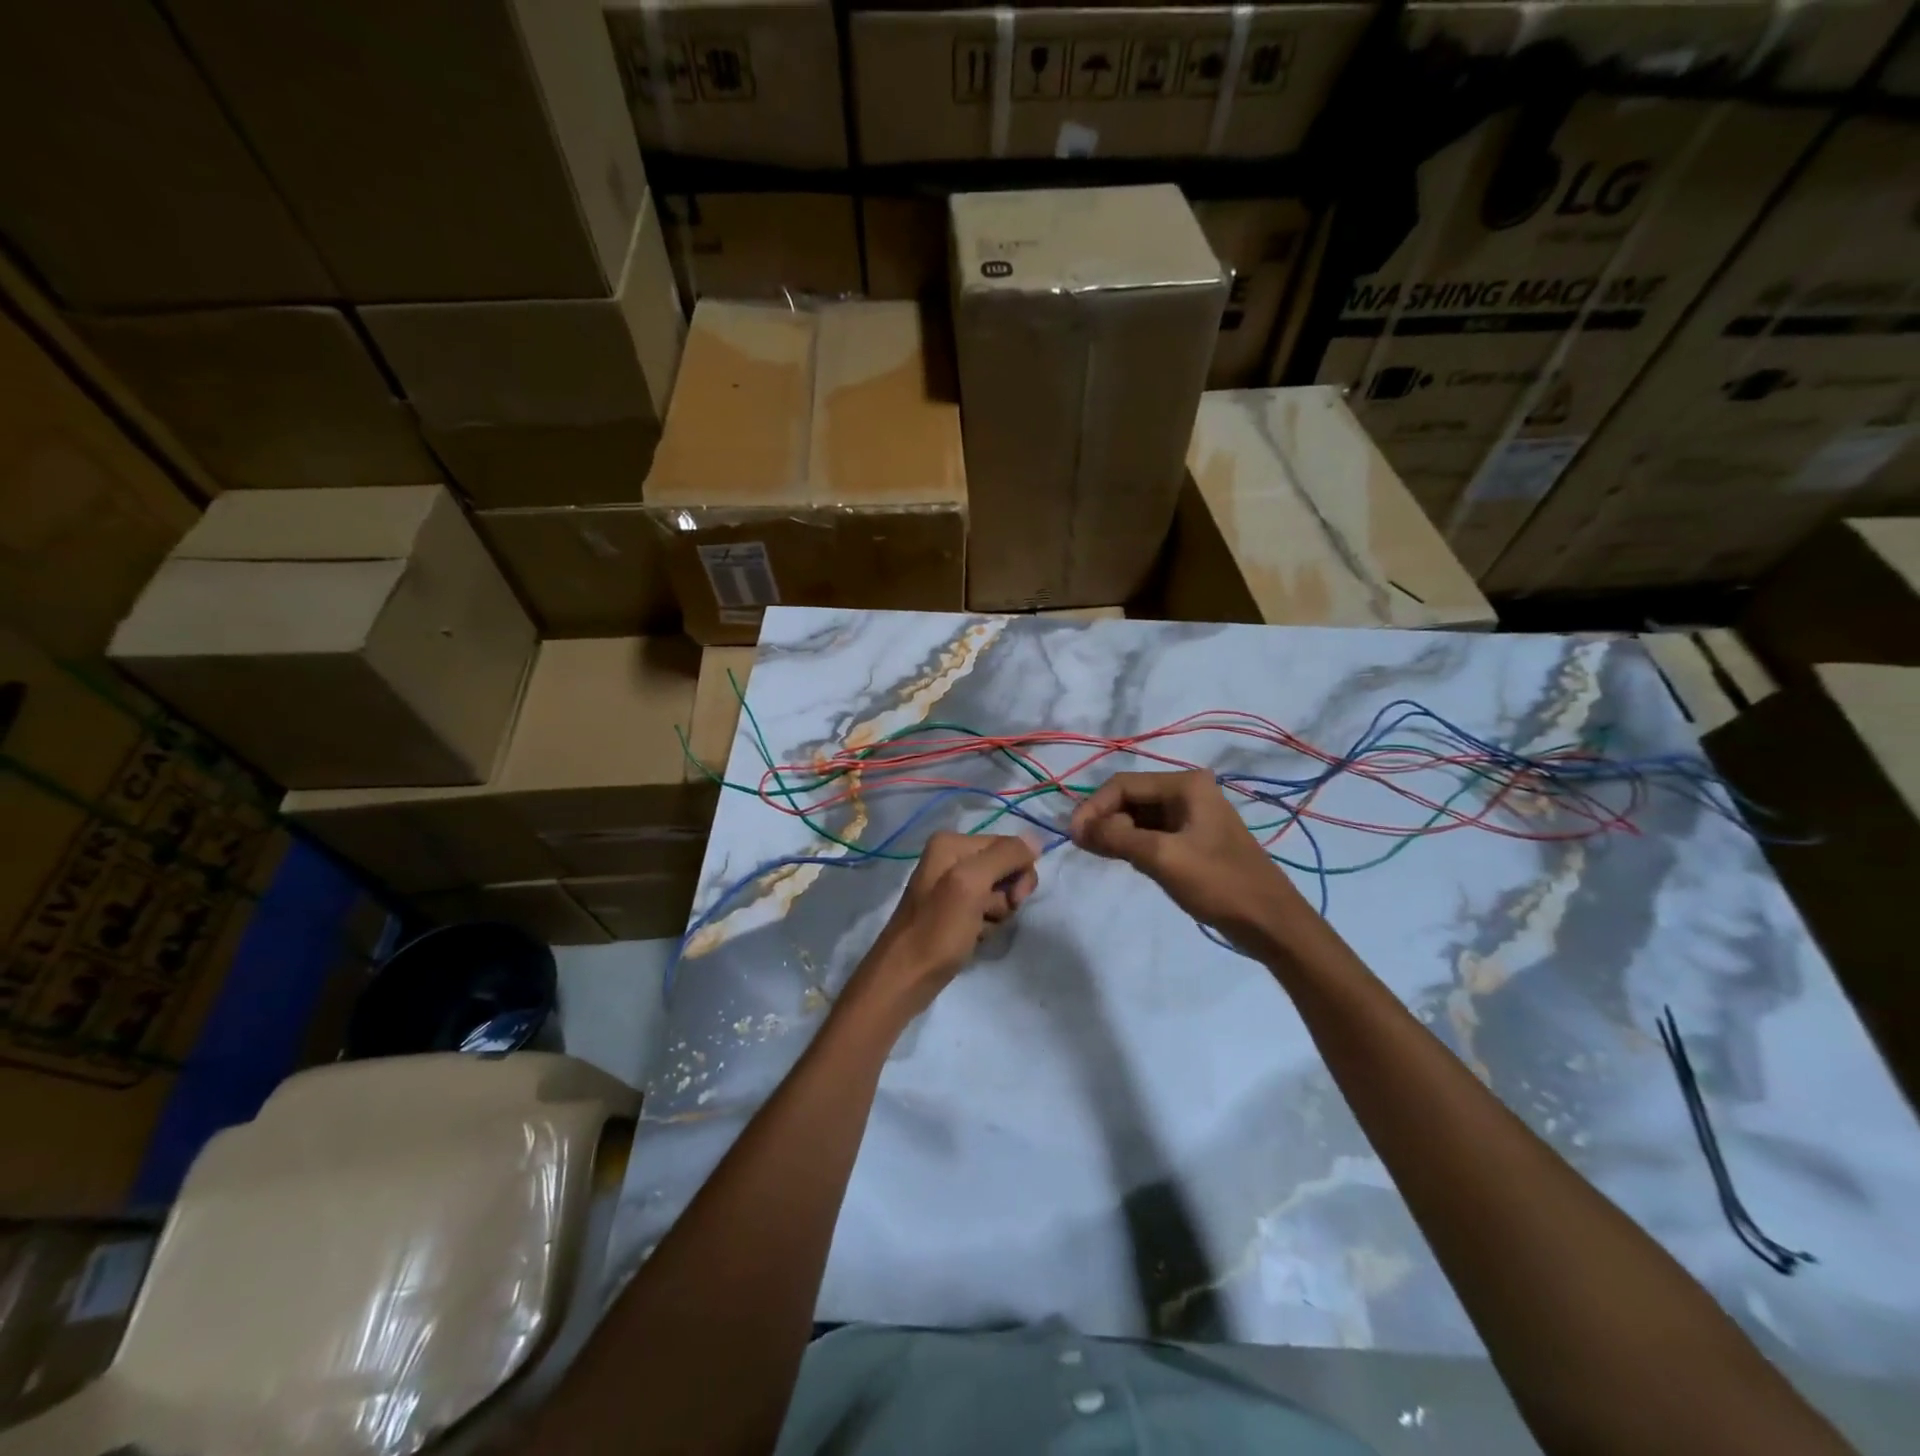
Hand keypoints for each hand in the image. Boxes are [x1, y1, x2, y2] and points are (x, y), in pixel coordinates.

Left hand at [844, 832, 1038, 1021]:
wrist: (905, 979)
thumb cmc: (937, 931)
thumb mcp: (970, 885)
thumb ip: (1003, 856)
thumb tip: (1036, 839)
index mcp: (951, 843)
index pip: (1008, 845)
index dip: (1019, 872)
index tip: (1014, 900)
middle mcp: (950, 857)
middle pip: (1005, 868)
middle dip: (1006, 895)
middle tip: (991, 915)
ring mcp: (952, 886)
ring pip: (999, 892)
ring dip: (997, 914)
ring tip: (976, 930)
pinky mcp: (954, 911)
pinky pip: (986, 910)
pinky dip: (986, 925)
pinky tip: (973, 938)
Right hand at [1069, 769, 1310, 951]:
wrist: (1270, 922)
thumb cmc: (1218, 883)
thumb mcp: (1162, 857)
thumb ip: (1116, 837)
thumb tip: (1077, 828)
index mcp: (1185, 784)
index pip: (1123, 784)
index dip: (1094, 807)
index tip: (1073, 837)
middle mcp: (1188, 791)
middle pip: (1130, 797)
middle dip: (1104, 819)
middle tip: (1084, 848)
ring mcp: (1192, 816)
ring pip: (1139, 816)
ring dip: (1116, 832)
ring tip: (1098, 854)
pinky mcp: (1193, 839)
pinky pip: (1152, 832)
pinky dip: (1132, 843)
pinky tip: (1122, 859)